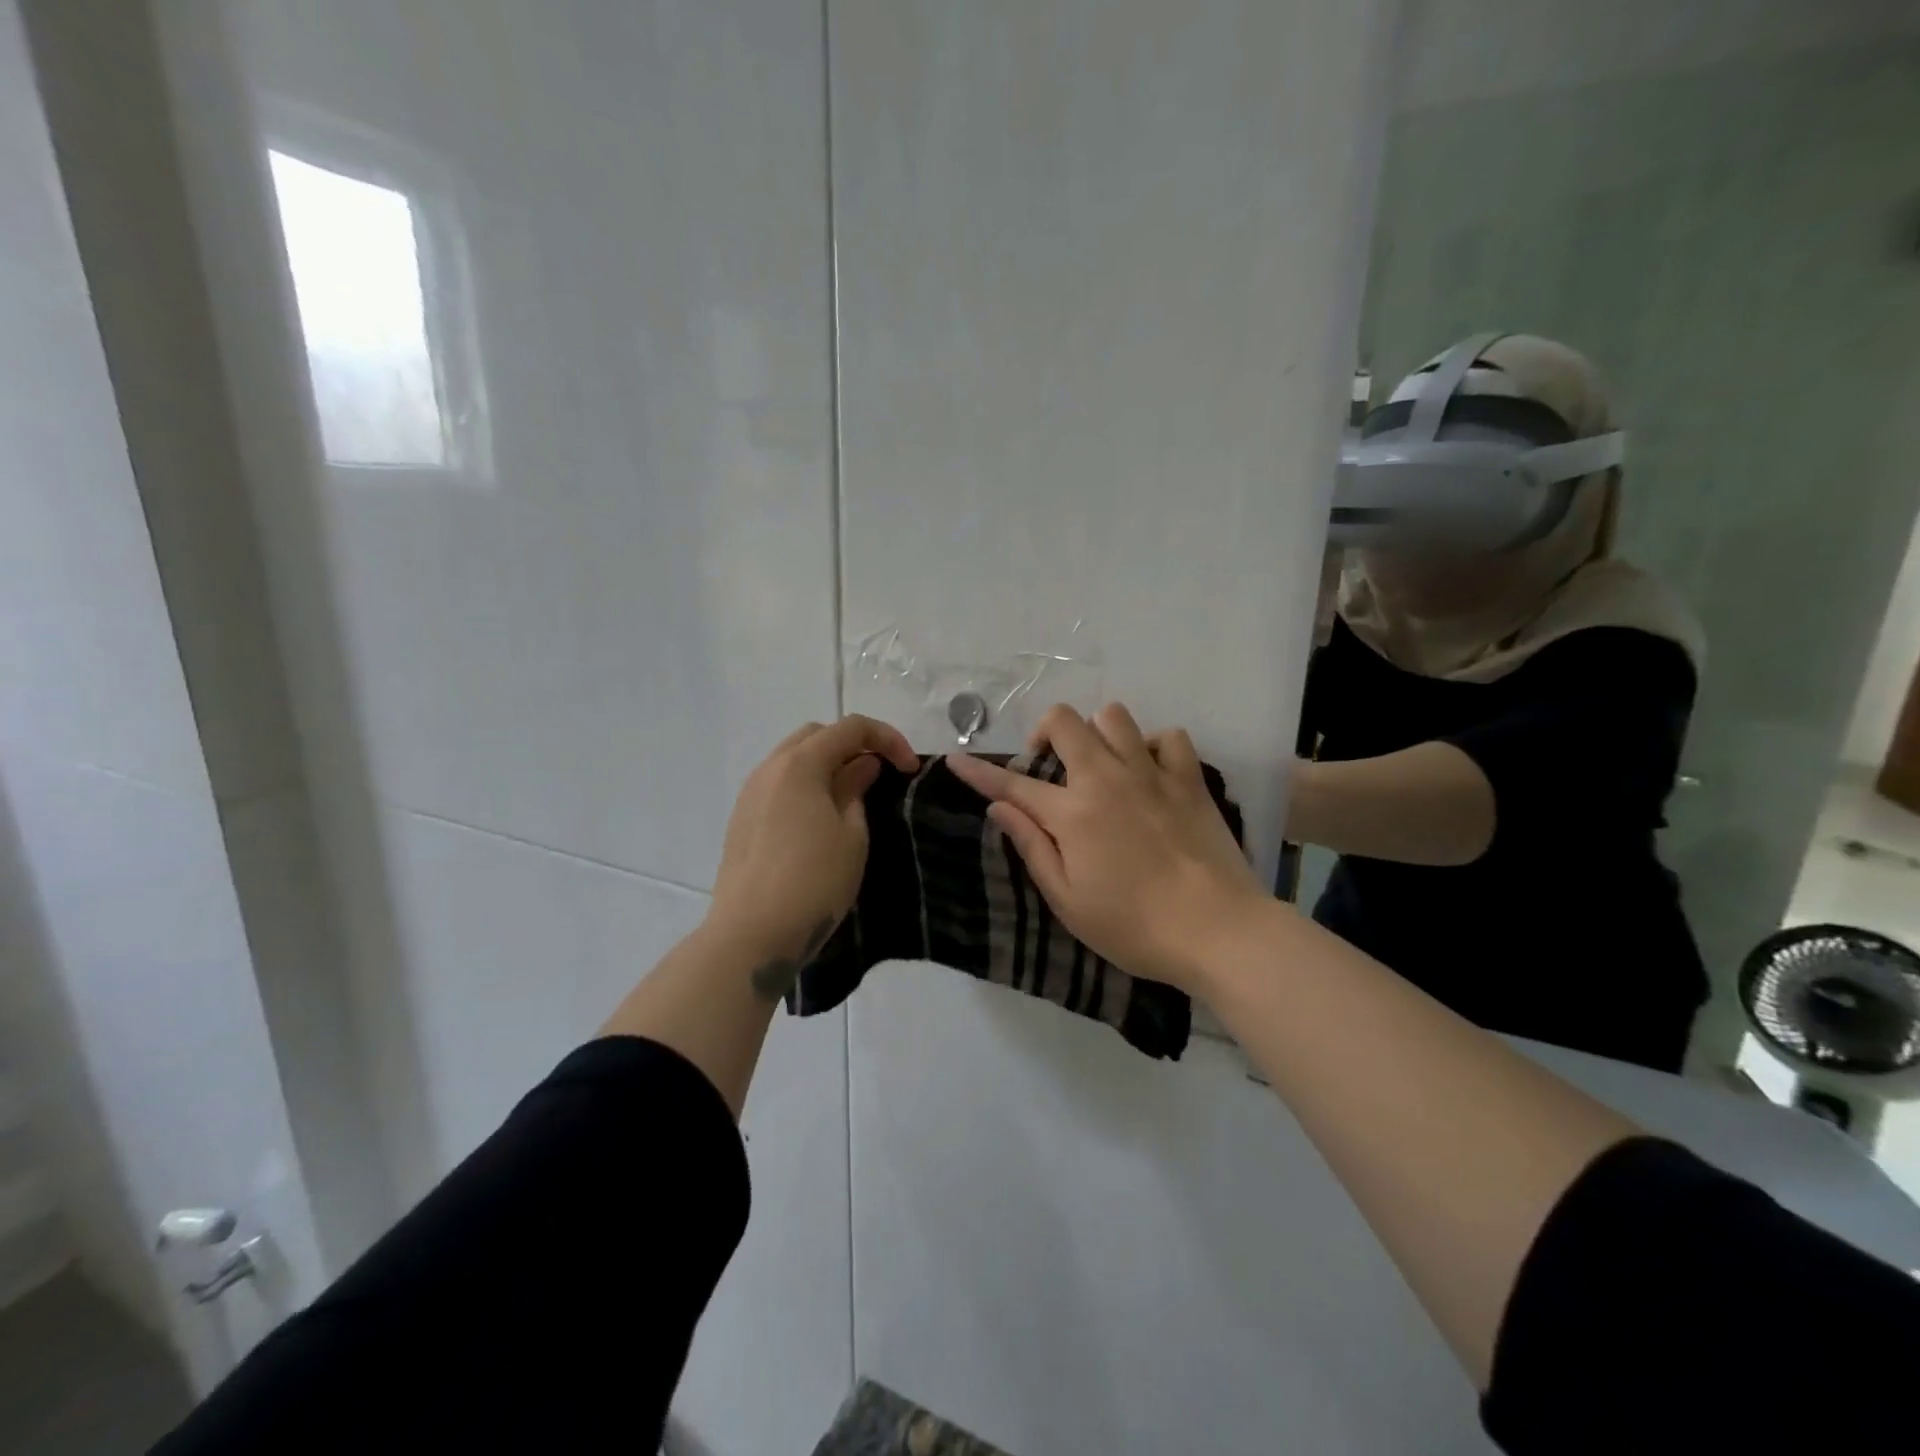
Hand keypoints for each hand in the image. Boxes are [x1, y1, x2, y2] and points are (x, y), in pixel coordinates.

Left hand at [709, 716, 917, 993]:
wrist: (750, 935)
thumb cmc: (813, 882)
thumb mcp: (852, 835)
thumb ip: (856, 790)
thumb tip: (861, 766)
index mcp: (800, 764)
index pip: (850, 728)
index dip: (887, 738)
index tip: (910, 768)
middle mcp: (769, 768)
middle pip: (817, 735)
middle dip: (854, 744)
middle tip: (881, 773)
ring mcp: (750, 793)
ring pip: (793, 759)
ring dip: (827, 764)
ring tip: (854, 794)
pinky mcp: (741, 819)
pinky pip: (779, 784)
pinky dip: (806, 785)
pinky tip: (821, 816)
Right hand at [945, 703, 1264, 991]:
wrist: (1217, 930)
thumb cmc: (1133, 926)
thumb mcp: (1067, 900)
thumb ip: (1032, 847)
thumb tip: (1000, 807)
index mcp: (1071, 812)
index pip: (1012, 783)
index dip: (979, 772)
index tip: (955, 760)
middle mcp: (1106, 778)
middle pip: (1065, 721)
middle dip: (1046, 732)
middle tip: (1051, 766)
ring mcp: (1151, 773)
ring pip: (1114, 716)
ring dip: (1098, 733)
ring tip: (1101, 765)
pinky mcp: (1189, 779)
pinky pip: (1168, 737)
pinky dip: (1153, 747)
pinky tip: (1150, 772)